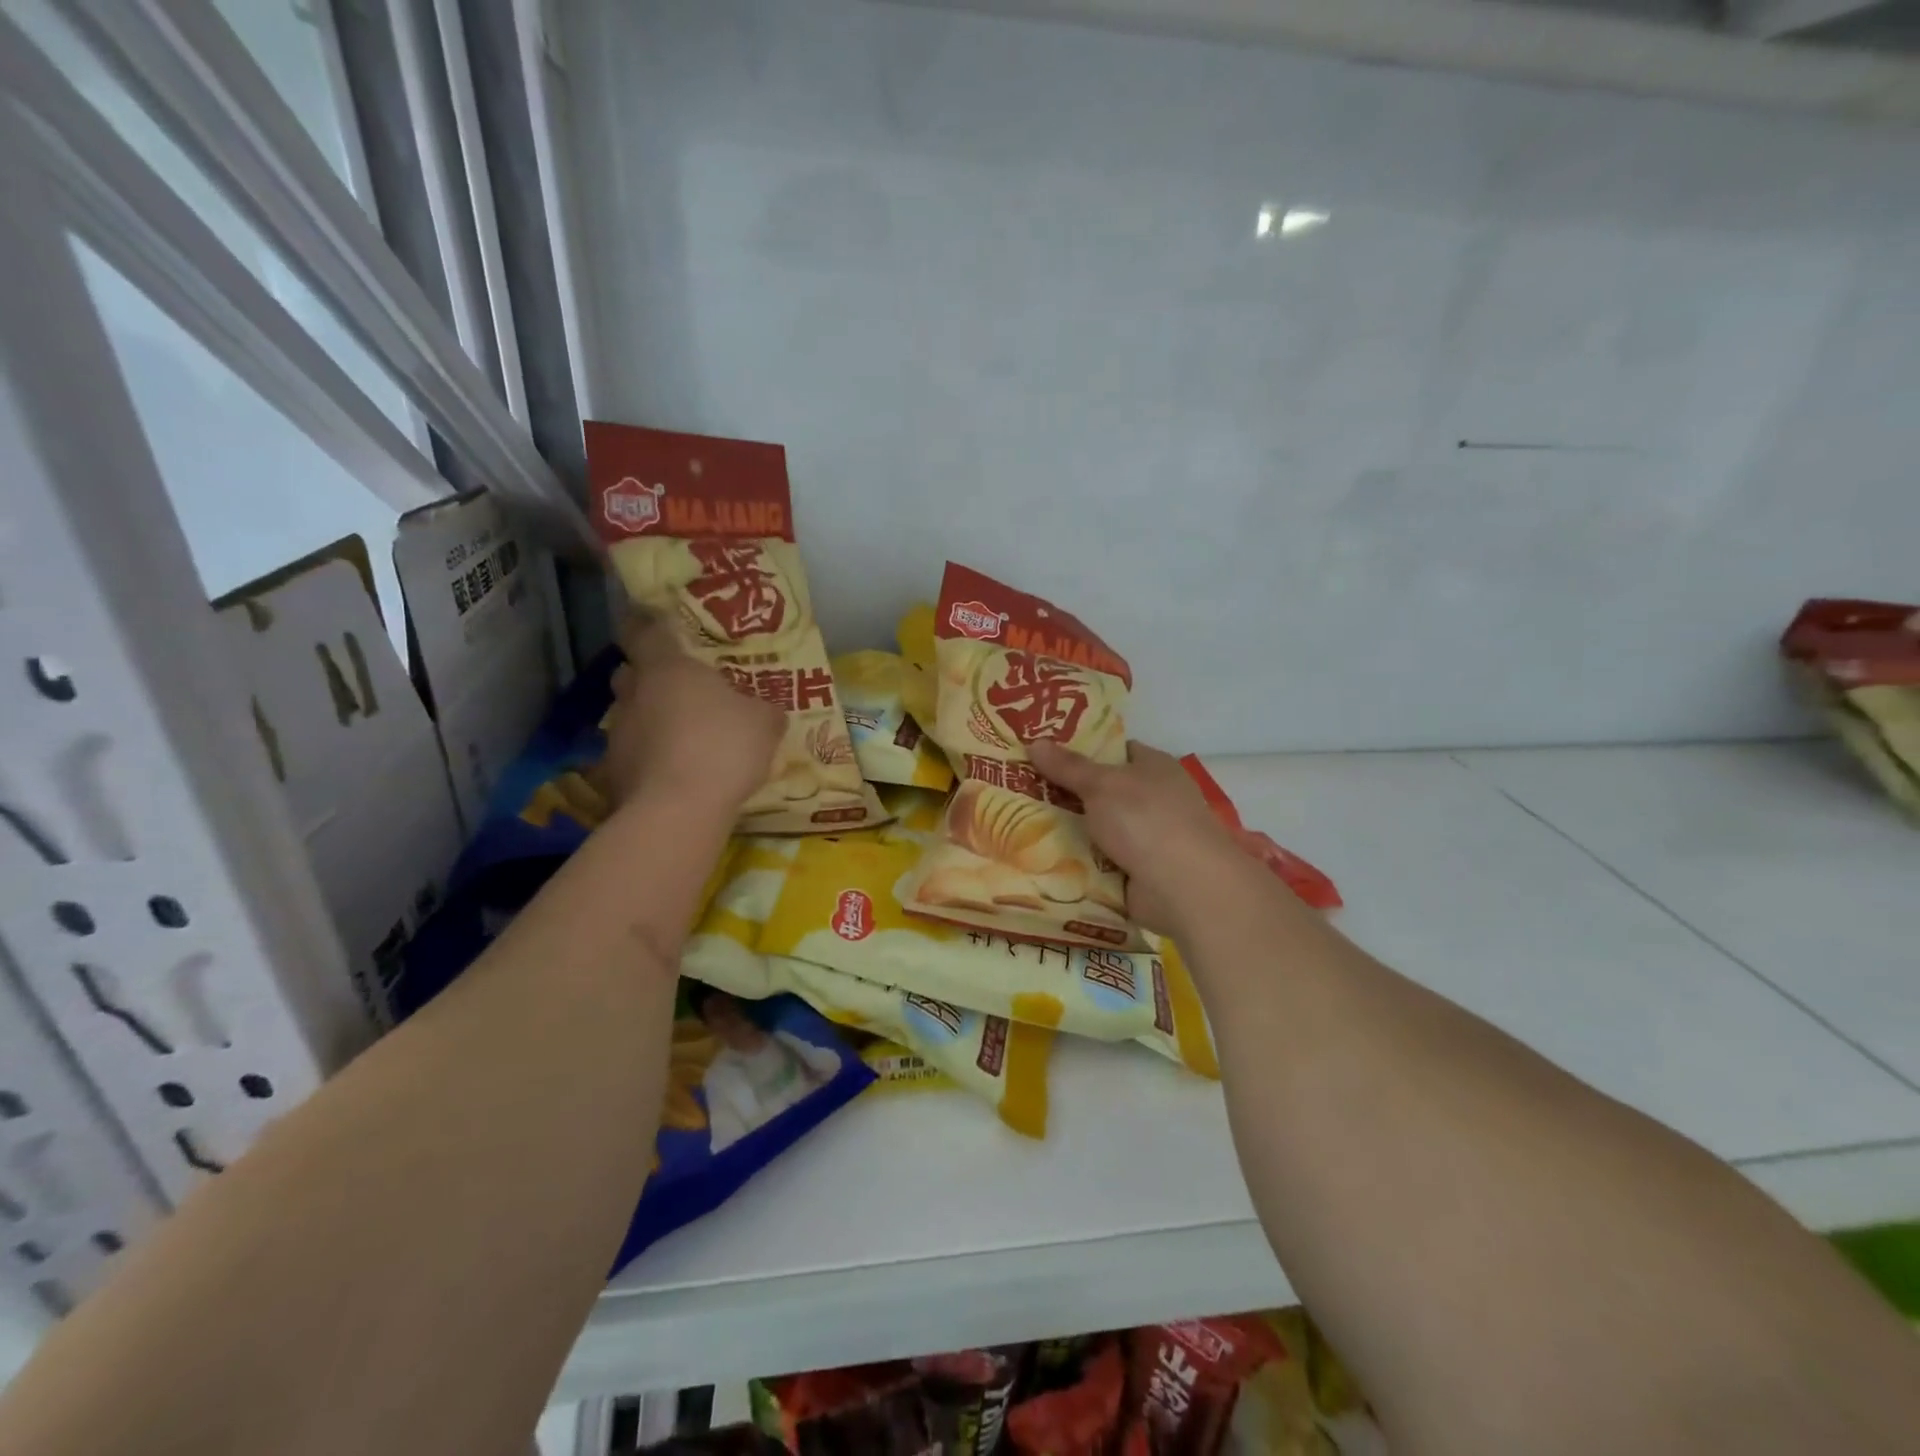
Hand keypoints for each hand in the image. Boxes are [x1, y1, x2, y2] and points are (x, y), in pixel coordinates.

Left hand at [602, 618, 784, 814]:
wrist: (678, 810)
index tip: (652, 622)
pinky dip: (647, 759)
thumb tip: (766, 711)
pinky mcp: (613, 773)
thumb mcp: (764, 724)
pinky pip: (631, 755)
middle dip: (647, 677)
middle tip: (676, 688)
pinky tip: (672, 774)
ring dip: (649, 721)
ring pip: (630, 716)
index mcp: (668, 668)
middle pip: (629, 673)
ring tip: (679, 738)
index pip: (644, 631)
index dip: (646, 624)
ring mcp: (618, 734)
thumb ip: (763, 711)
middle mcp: (635, 694)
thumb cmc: (724, 747)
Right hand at [1028, 738, 1244, 935]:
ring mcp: (1148, 839)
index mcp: (1155, 767)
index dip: (1083, 750)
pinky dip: (1078, 864)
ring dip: (1069, 832)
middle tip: (1021, 790)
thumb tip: (1035, 741)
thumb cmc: (1146, 819)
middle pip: (1103, 792)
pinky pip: (1099, 863)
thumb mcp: (1101, 784)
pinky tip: (1042, 860)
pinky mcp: (1139, 873)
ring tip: (1021, 825)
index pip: (1116, 751)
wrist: (1183, 887)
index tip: (1045, 754)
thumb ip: (1068, 766)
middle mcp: (1155, 800)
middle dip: (1067, 794)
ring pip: (1098, 829)